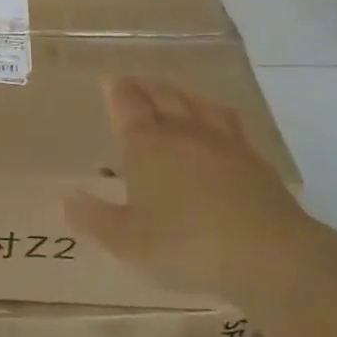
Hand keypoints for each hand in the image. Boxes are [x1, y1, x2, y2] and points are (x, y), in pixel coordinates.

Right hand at [65, 77, 311, 300]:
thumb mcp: (128, 242)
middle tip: (135, 82)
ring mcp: (223, 143)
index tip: (110, 81)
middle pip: (162, 97)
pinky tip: (220, 119)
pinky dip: (218, 113)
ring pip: (198, 104)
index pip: (127, 105)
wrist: (269, 255)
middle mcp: (182, 132)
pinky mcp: (255, 160)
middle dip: (146, 87)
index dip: (117, 92)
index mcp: (146, 145)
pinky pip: (231, 123)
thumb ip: (94, 219)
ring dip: (181, 93)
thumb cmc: (186, 245)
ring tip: (174, 91)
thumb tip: (67, 198)